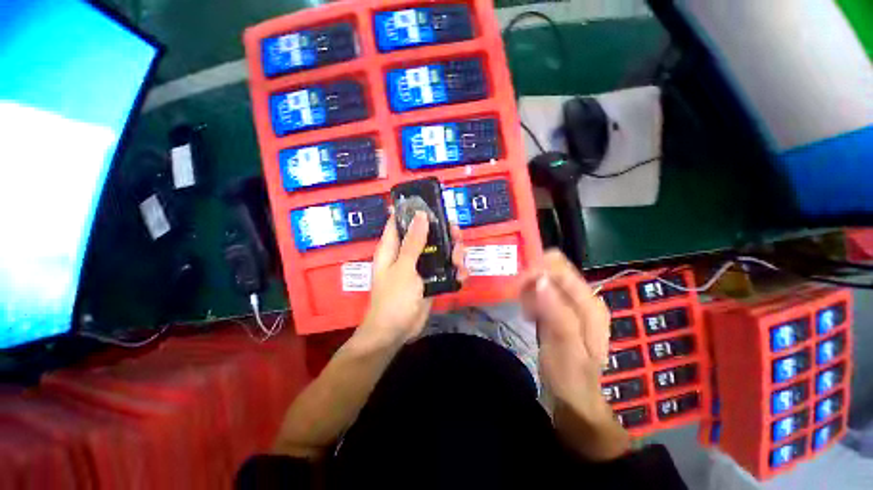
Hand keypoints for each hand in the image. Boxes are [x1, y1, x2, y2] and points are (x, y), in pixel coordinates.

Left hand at [357, 211, 466, 345]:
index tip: (433, 205)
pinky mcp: (430, 280)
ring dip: (452, 253)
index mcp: (393, 247)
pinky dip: (454, 271)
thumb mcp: (404, 268)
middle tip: (457, 237)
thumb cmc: (394, 298)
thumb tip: (421, 215)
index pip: (400, 221)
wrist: (396, 332)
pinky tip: (461, 276)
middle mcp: (406, 253)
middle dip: (443, 234)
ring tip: (459, 262)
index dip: (414, 211)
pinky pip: (444, 269)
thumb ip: (413, 243)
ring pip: (439, 251)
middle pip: (427, 234)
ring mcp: (419, 267)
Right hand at [521, 250, 628, 459]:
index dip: (535, 268)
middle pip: (551, 269)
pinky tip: (529, 313)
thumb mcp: (564, 346)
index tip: (516, 282)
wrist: (574, 396)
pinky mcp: (560, 309)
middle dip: (531, 278)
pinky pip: (541, 292)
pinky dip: (530, 297)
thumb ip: (556, 312)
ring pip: (544, 279)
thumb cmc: (570, 374)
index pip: (559, 267)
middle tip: (519, 298)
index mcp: (588, 303)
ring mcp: (571, 302)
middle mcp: (582, 297)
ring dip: (529, 289)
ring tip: (525, 310)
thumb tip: (540, 279)